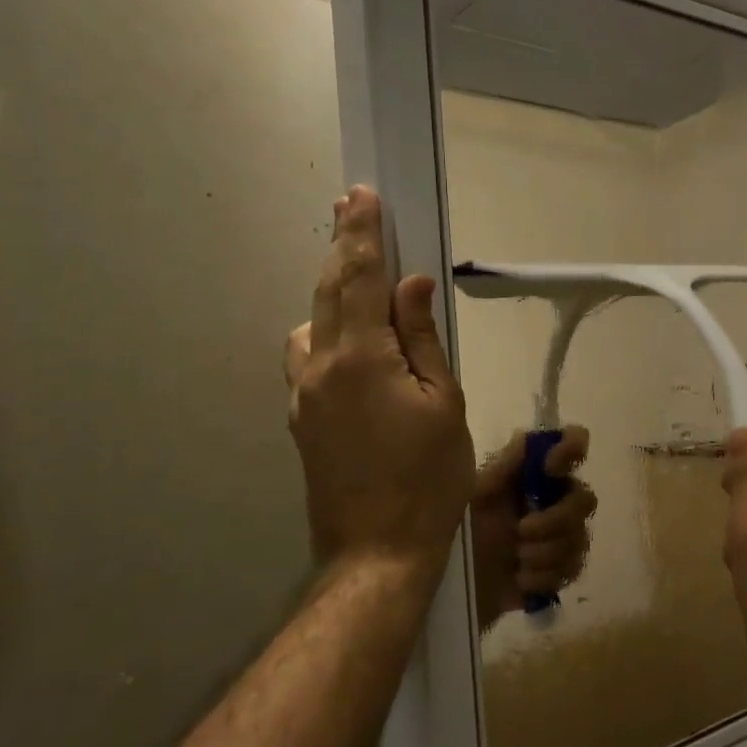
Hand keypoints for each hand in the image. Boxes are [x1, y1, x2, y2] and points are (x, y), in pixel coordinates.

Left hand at [284, 187, 474, 580]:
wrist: (377, 551)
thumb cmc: (427, 478)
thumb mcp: (443, 403)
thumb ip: (423, 338)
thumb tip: (410, 285)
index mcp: (359, 358)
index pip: (358, 277)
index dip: (361, 233)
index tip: (361, 195)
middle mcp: (319, 367)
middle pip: (327, 292)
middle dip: (341, 247)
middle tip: (348, 209)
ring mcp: (303, 396)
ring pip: (312, 325)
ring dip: (334, 295)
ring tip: (362, 285)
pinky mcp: (302, 421)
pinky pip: (309, 359)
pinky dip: (328, 333)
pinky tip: (352, 347)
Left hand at [468, 428, 597, 628]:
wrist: (443, 583)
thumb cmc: (460, 528)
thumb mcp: (476, 493)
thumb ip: (505, 466)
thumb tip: (527, 436)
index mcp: (533, 474)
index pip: (572, 444)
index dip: (572, 450)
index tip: (550, 469)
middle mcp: (552, 499)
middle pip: (585, 499)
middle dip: (556, 520)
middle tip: (521, 531)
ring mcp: (557, 536)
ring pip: (579, 539)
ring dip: (546, 553)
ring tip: (517, 560)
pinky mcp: (555, 572)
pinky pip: (571, 570)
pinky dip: (545, 577)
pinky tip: (520, 580)